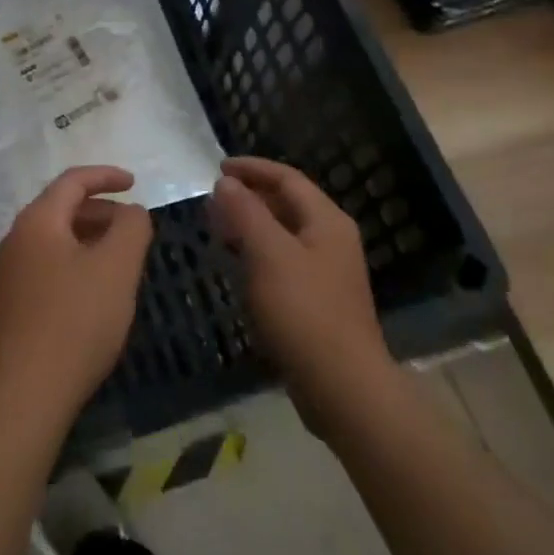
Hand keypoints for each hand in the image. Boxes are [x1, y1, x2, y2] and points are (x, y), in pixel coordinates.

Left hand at [0, 166, 154, 432]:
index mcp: (37, 221)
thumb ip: (131, 228)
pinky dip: (75, 264)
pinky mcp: (9, 305)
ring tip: (120, 261)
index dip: (106, 176)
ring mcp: (8, 274)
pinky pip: (47, 267)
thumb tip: (131, 212)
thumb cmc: (76, 321)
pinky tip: (94, 293)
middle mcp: (16, 239)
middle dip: (101, 212)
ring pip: (54, 240)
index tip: (135, 183)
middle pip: (61, 209)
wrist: (24, 395)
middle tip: (133, 228)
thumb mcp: (117, 268)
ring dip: (89, 240)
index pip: (72, 182)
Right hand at [208, 156, 392, 428]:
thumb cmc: (304, 311)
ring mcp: (326, 272)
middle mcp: (331, 240)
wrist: (341, 386)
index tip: (217, 168)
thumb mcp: (268, 254)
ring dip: (250, 225)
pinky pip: (282, 261)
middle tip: (212, 200)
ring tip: (217, 228)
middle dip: (249, 197)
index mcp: (326, 221)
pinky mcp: (317, 301)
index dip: (252, 168)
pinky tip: (236, 266)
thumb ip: (246, 212)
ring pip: (283, 234)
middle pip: (287, 204)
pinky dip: (257, 254)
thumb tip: (226, 183)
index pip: (287, 178)